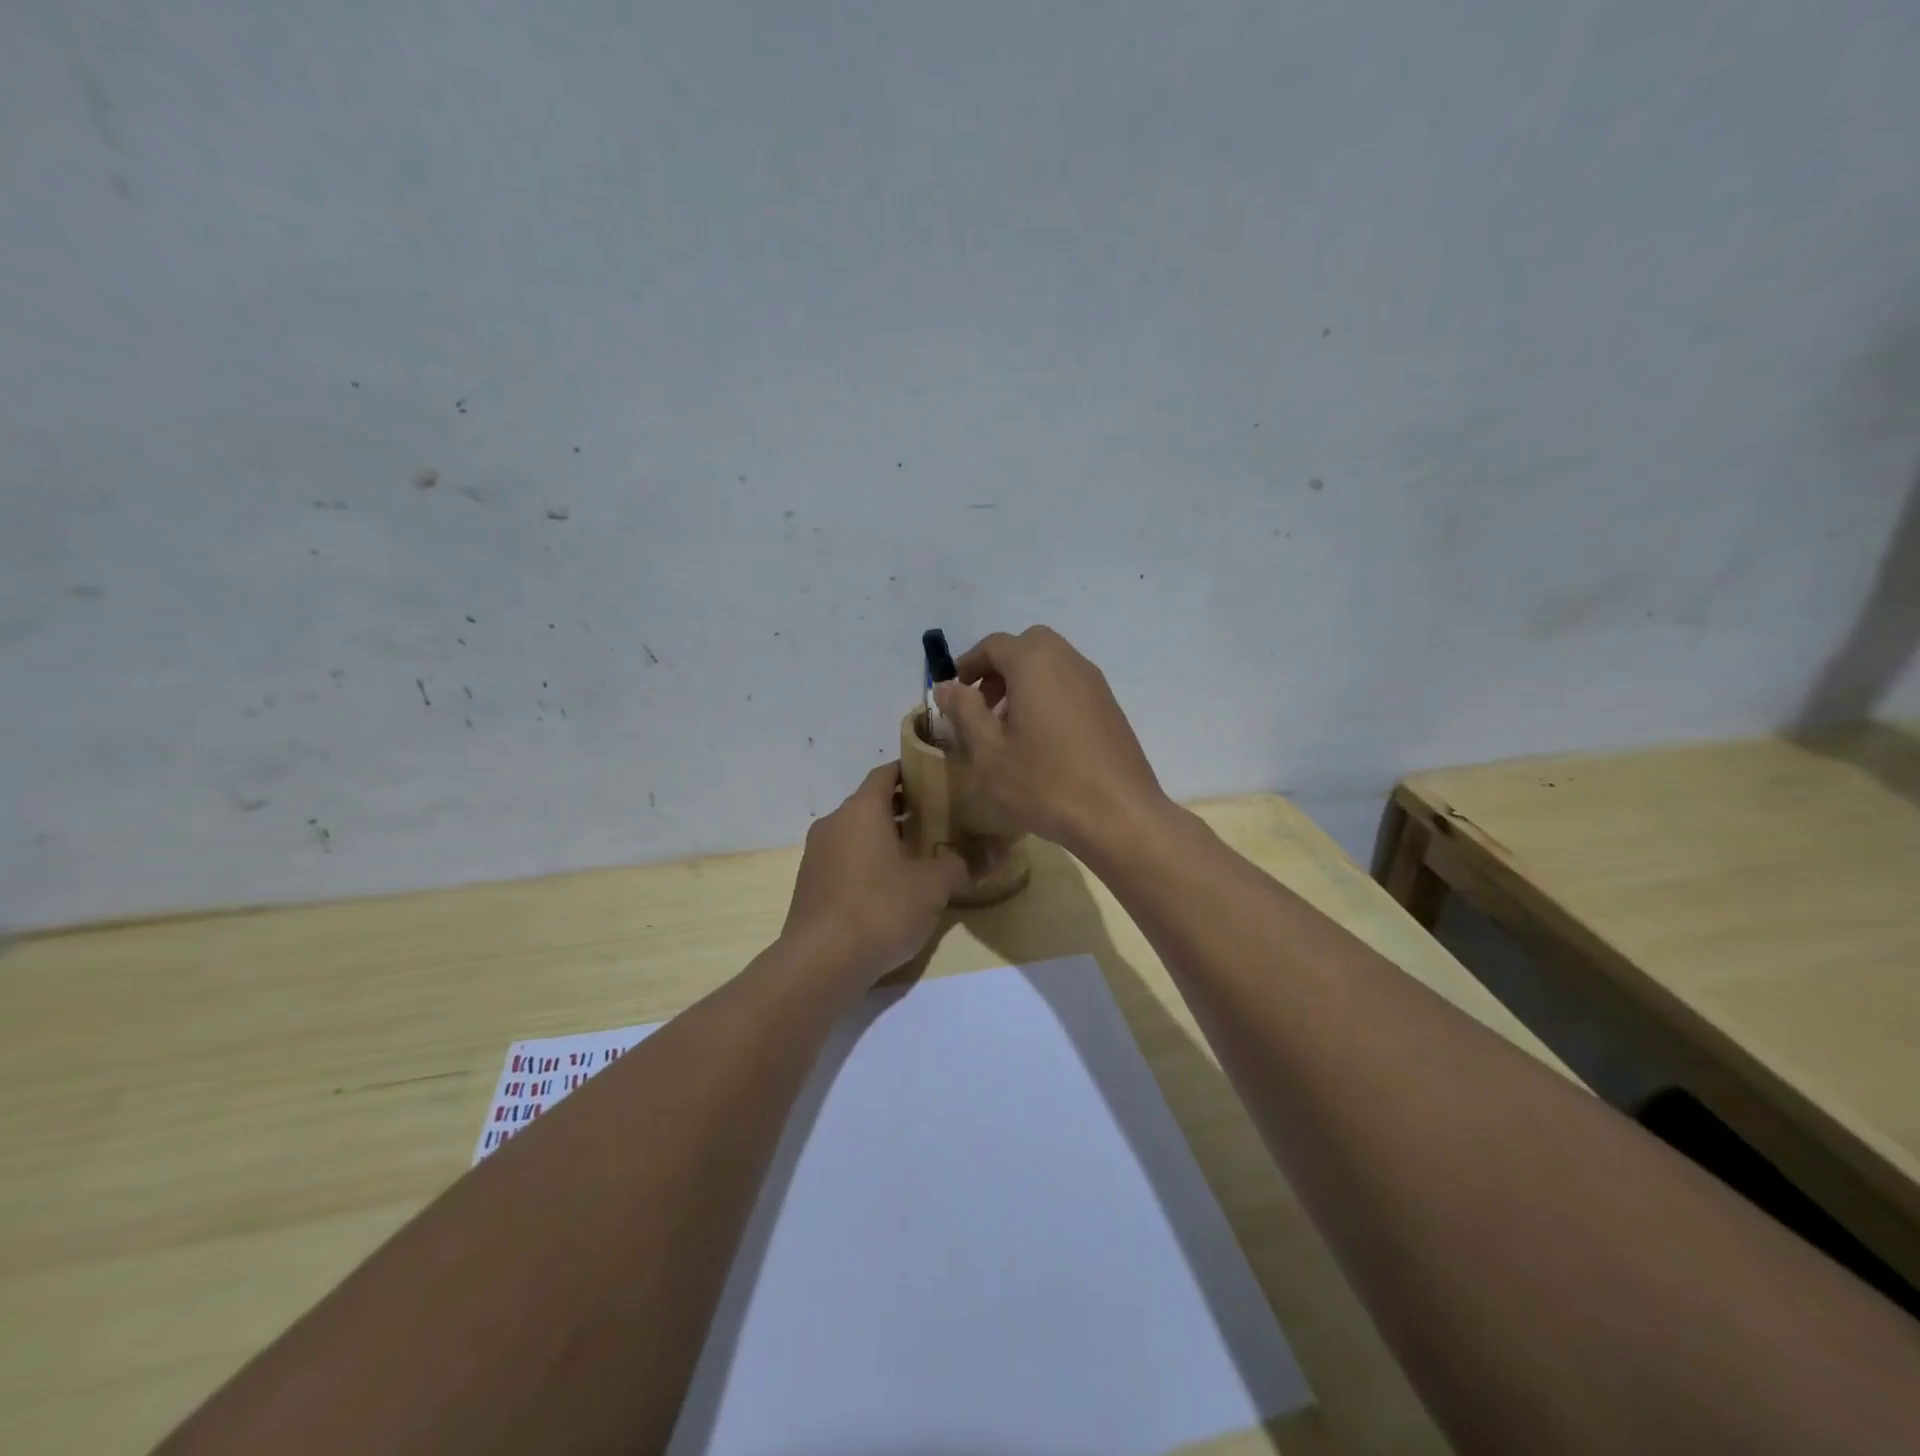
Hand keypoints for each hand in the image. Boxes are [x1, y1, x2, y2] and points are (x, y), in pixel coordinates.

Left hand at [781, 764, 969, 986]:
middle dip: (905, 808)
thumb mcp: (932, 887)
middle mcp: (834, 822)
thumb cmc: (880, 909)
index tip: (940, 779)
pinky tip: (891, 886)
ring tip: (921, 854)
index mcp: (861, 810)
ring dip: (885, 837)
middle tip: (940, 819)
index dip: (913, 771)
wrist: (820, 963)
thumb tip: (998, 853)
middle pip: (872, 803)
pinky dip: (867, 860)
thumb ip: (963, 864)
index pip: (887, 773)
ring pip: (857, 832)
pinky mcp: (810, 883)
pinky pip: (844, 858)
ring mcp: (817, 853)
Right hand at [934, 625, 1169, 856]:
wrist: (1120, 815)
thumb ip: (964, 711)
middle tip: (982, 706)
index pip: (993, 645)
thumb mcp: (989, 751)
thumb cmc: (1045, 782)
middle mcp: (1068, 661)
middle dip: (999, 670)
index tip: (952, 694)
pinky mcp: (1110, 708)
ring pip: (1051, 666)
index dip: (967, 665)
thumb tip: (946, 685)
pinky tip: (1042, 742)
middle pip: (1027, 647)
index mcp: (1035, 662)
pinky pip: (1070, 686)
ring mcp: (1095, 683)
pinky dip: (1048, 697)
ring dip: (1024, 684)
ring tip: (1009, 729)